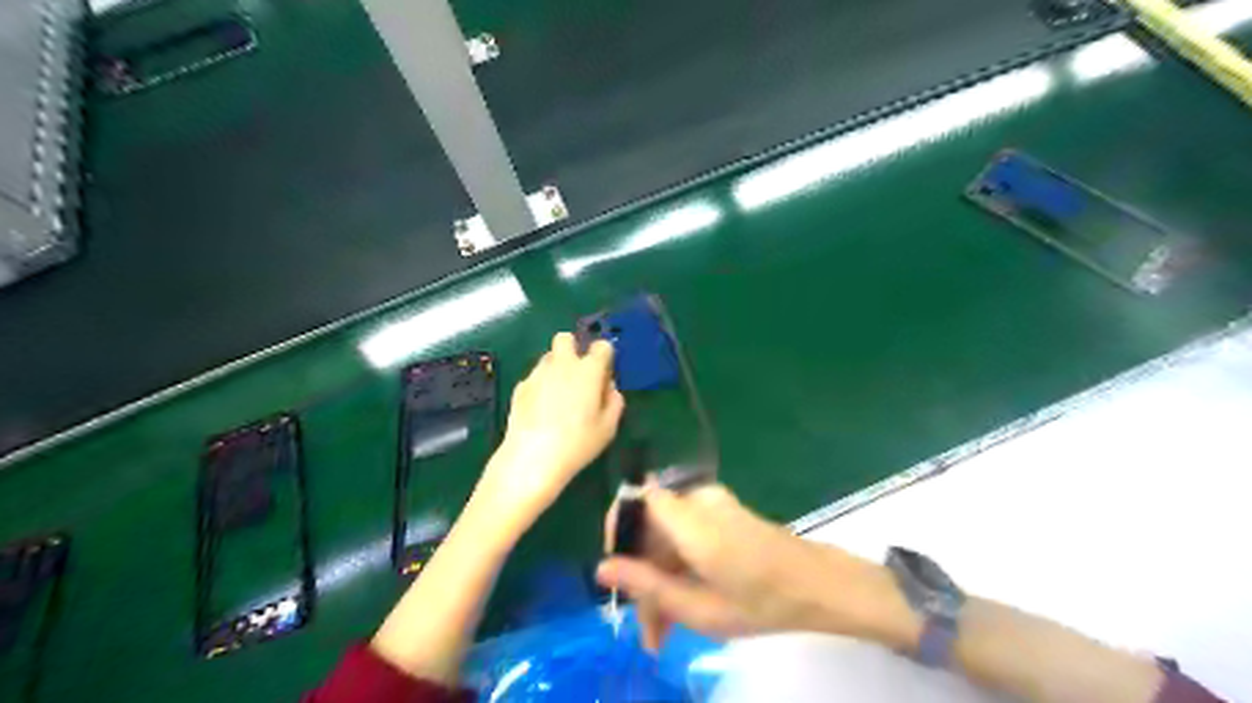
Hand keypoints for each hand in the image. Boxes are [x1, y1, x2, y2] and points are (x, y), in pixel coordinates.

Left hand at [470, 335, 626, 532]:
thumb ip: (614, 402)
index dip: (605, 357)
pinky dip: (541, 385)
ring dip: (557, 367)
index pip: (602, 346)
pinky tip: (542, 409)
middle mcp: (562, 365)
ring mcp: (537, 374)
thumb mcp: (608, 428)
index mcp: (588, 370)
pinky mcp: (520, 387)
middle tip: (579, 375)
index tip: (604, 374)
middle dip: (574, 349)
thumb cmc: (578, 443)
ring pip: (548, 357)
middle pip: (566, 338)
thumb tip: (609, 387)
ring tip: (560, 394)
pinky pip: (535, 377)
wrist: (532, 458)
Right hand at [592, 484, 916, 647]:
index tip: (618, 577)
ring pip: (667, 534)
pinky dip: (678, 565)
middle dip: (642, 574)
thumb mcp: (700, 607)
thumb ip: (647, 586)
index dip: (619, 532)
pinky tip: (683, 604)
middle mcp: (698, 500)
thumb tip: (601, 568)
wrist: (818, 585)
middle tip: (648, 630)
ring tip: (664, 631)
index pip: (636, 500)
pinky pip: (685, 532)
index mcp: (692, 520)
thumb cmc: (762, 601)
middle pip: (651, 526)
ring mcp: (712, 503)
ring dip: (660, 577)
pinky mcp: (721, 511)